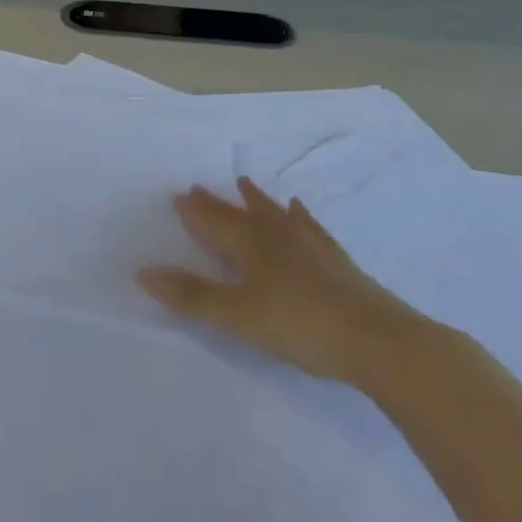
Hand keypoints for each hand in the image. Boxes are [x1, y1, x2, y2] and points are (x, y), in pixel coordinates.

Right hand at [138, 178, 438, 387]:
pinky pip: (308, 226)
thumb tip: (144, 272)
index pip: (214, 223)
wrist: (377, 339)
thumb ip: (192, 296)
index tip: (179, 195)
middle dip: (217, 203)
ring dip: (255, 200)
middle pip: (240, 214)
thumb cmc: (301, 326)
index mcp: (250, 246)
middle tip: (198, 187)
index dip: (195, 212)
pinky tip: (297, 208)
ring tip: (243, 183)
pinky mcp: (334, 258)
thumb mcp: (238, 317)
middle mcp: (276, 235)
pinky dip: (297, 215)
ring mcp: (308, 244)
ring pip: (273, 214)